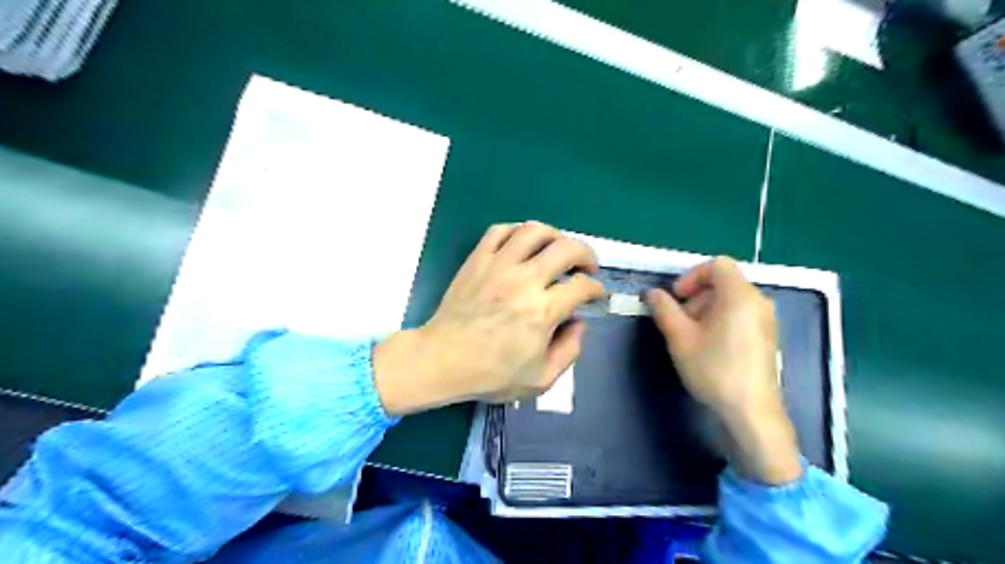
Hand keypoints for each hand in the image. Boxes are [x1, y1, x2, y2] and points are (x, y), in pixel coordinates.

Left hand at [369, 223, 599, 414]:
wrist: (442, 359)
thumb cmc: (491, 374)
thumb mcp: (541, 379)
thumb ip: (570, 350)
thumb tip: (579, 323)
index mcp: (543, 311)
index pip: (582, 286)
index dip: (597, 289)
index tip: (596, 295)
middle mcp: (524, 280)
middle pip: (566, 248)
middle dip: (586, 254)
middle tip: (587, 267)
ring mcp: (498, 265)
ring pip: (535, 231)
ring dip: (555, 236)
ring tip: (557, 249)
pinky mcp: (478, 259)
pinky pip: (500, 231)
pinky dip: (517, 232)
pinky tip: (523, 244)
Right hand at [651, 255, 801, 484]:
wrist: (751, 412)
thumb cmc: (713, 369)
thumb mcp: (680, 337)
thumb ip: (663, 309)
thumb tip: (652, 293)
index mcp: (740, 295)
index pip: (716, 265)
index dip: (691, 276)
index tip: (676, 299)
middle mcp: (758, 301)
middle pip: (723, 282)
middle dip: (696, 296)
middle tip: (679, 321)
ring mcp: (765, 320)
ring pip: (730, 300)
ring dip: (705, 309)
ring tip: (691, 337)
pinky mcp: (766, 337)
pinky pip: (740, 315)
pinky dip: (720, 320)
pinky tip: (709, 347)